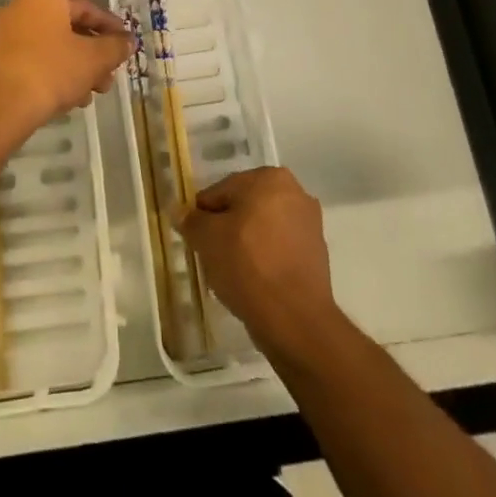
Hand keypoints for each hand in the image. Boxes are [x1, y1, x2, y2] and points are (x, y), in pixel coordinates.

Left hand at [0, 0, 133, 143]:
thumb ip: (115, 46)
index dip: (111, 26)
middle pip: (69, 28)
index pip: (88, 6)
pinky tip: (69, 99)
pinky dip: (55, 73)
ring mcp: (6, 33)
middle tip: (109, 76)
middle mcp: (22, 8)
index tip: (125, 45)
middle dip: (94, 54)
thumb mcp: (93, 59)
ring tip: (91, 93)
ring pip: (53, 46)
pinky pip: (35, 59)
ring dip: (77, 67)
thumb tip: (127, 41)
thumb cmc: (50, 72)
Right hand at [177, 167, 338, 358]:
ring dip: (246, 244)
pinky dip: (265, 259)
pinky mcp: (317, 253)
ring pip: (262, 228)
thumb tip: (178, 210)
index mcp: (269, 178)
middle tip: (212, 256)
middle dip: (226, 228)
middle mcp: (294, 191)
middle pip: (244, 207)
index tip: (196, 240)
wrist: (295, 319)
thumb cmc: (247, 265)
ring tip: (233, 273)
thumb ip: (191, 220)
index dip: (203, 216)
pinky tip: (255, 282)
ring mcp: (309, 223)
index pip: (221, 191)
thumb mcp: (207, 239)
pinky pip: (279, 249)